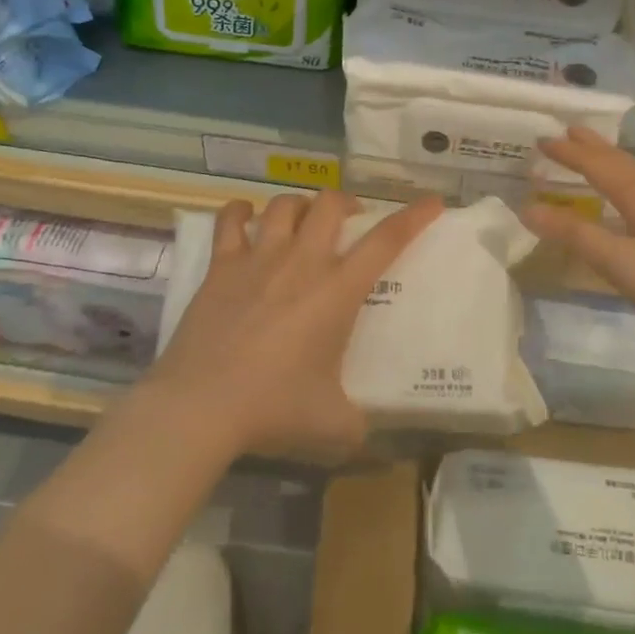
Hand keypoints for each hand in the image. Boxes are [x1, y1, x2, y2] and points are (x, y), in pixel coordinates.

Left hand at [148, 190, 442, 459]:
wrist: (201, 407)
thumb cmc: (273, 409)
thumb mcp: (332, 424)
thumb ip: (356, 422)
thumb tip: (363, 431)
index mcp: (337, 291)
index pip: (386, 240)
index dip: (414, 217)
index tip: (433, 202)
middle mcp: (302, 262)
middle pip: (330, 204)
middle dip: (346, 203)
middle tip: (348, 221)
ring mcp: (259, 259)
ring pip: (285, 204)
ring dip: (299, 205)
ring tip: (302, 220)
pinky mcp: (221, 267)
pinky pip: (231, 221)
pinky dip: (241, 212)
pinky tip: (246, 218)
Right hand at [522, 127, 634, 366]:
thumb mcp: (622, 264)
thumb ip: (576, 236)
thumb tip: (528, 207)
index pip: (599, 166)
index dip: (570, 154)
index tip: (541, 140)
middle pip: (623, 164)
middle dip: (593, 148)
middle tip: (567, 131)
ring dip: (611, 163)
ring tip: (593, 156)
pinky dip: (626, 186)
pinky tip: (628, 204)